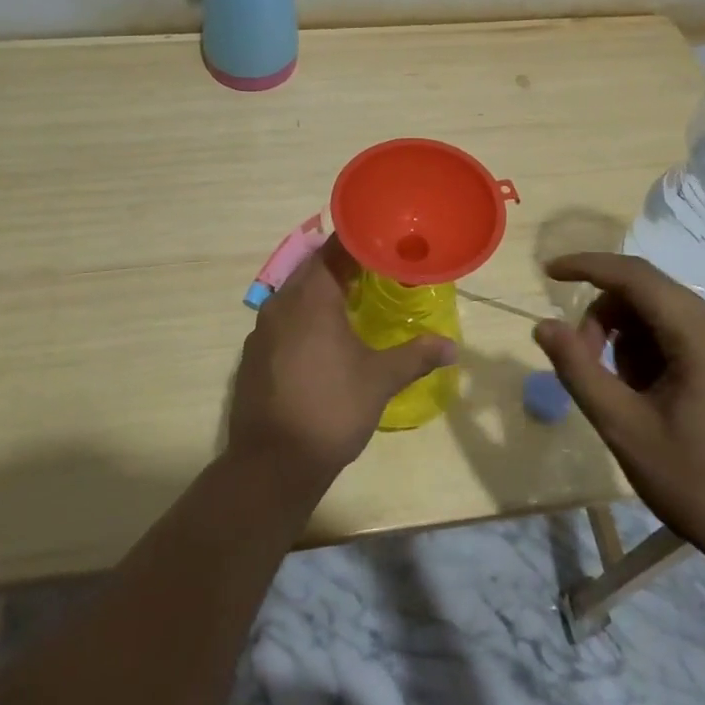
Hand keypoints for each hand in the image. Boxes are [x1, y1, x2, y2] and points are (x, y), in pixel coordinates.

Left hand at [228, 237, 452, 484]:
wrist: (272, 463)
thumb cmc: (332, 409)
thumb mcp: (380, 380)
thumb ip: (416, 355)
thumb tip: (452, 346)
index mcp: (311, 297)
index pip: (333, 249)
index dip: (359, 241)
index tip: (384, 241)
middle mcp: (281, 303)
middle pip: (312, 267)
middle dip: (342, 264)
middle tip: (376, 269)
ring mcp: (261, 329)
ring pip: (294, 294)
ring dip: (321, 290)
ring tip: (354, 299)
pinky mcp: (253, 354)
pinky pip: (282, 319)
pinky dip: (303, 316)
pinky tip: (323, 337)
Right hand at [531, 252, 704, 567]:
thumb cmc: (698, 482)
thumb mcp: (625, 428)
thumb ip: (579, 370)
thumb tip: (544, 326)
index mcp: (701, 332)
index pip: (633, 275)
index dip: (586, 266)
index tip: (547, 273)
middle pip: (645, 293)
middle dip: (604, 320)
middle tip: (585, 367)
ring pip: (660, 314)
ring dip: (626, 340)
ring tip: (622, 395)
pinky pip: (679, 335)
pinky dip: (650, 353)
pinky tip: (647, 397)